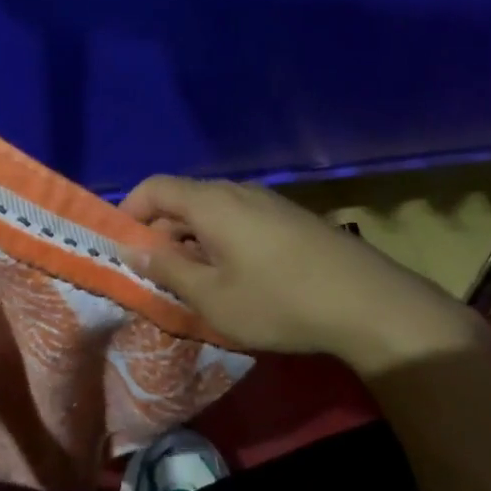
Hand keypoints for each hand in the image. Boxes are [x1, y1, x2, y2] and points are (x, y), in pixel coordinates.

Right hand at [121, 176, 486, 375]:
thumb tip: (132, 249)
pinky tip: (234, 280)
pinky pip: (238, 221)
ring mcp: (268, 203)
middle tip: (156, 276)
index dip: (129, 212)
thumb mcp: (211, 296)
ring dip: (191, 241)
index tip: (122, 248)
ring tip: (194, 283)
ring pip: (211, 213)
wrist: (368, 303)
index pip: (154, 187)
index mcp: (211, 203)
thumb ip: (166, 269)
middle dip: (159, 233)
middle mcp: (238, 193)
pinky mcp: (290, 220)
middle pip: (182, 199)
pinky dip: (220, 243)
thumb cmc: (278, 301)